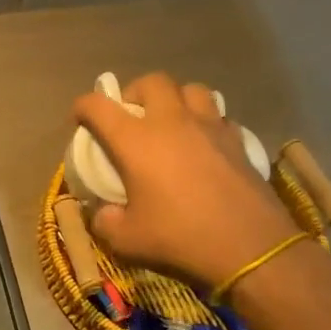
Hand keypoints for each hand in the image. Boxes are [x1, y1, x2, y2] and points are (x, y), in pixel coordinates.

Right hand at [72, 73, 297, 288]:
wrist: (250, 247)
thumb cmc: (180, 237)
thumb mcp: (127, 240)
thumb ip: (106, 222)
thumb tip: (104, 212)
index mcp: (135, 140)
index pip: (98, 105)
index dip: (83, 107)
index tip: (80, 119)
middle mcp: (171, 122)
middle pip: (151, 82)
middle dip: (135, 93)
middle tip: (132, 116)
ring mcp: (209, 126)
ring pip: (191, 89)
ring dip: (176, 99)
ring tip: (172, 122)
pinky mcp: (238, 140)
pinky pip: (220, 116)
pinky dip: (208, 123)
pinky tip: (206, 144)